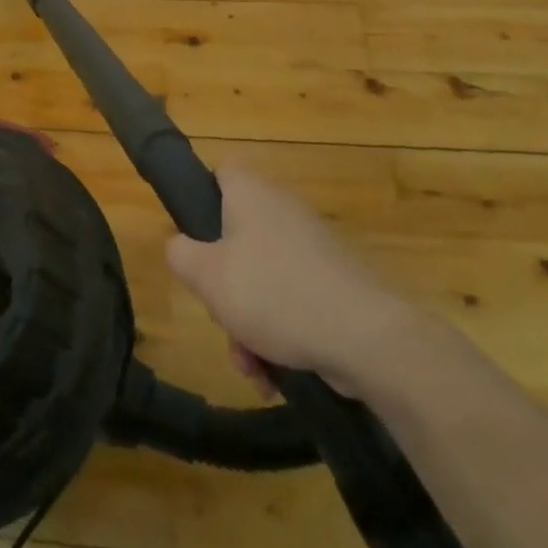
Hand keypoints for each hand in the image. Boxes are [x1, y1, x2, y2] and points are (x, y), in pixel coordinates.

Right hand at [165, 164, 416, 396]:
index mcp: (251, 193)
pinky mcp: (336, 282)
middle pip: (237, 238)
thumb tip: (180, 247)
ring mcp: (313, 246)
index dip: (202, 197)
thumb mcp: (207, 276)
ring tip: (251, 366)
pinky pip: (294, 300)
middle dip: (224, 287)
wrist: (368, 337)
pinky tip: (276, 375)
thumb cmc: (274, 293)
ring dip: (249, 322)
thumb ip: (180, 254)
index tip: (194, 238)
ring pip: (264, 277)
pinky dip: (281, 333)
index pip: (221, 171)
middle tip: (221, 319)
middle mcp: (283, 209)